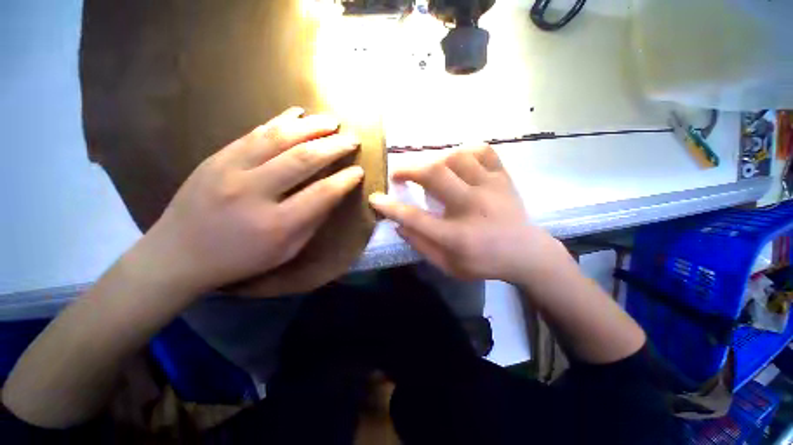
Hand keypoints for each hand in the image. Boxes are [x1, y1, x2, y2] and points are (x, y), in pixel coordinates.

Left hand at [136, 107, 363, 293]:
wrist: (177, 254)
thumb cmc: (240, 259)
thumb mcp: (286, 251)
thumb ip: (312, 222)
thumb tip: (332, 194)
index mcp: (276, 224)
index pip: (321, 194)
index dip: (344, 180)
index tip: (359, 171)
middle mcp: (253, 192)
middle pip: (303, 159)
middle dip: (333, 146)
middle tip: (352, 140)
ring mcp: (230, 170)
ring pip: (279, 138)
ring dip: (311, 127)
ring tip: (332, 121)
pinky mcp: (216, 157)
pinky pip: (254, 133)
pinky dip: (280, 121)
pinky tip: (297, 114)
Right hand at [369, 144, 563, 282]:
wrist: (527, 253)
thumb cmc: (485, 262)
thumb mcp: (449, 265)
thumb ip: (422, 245)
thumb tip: (399, 224)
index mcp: (457, 236)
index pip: (415, 218)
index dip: (391, 207)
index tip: (376, 198)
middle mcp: (472, 206)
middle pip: (434, 175)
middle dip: (408, 169)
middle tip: (398, 173)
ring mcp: (491, 187)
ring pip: (457, 157)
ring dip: (434, 159)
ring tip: (428, 169)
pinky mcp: (503, 177)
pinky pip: (483, 151)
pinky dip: (465, 150)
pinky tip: (457, 161)